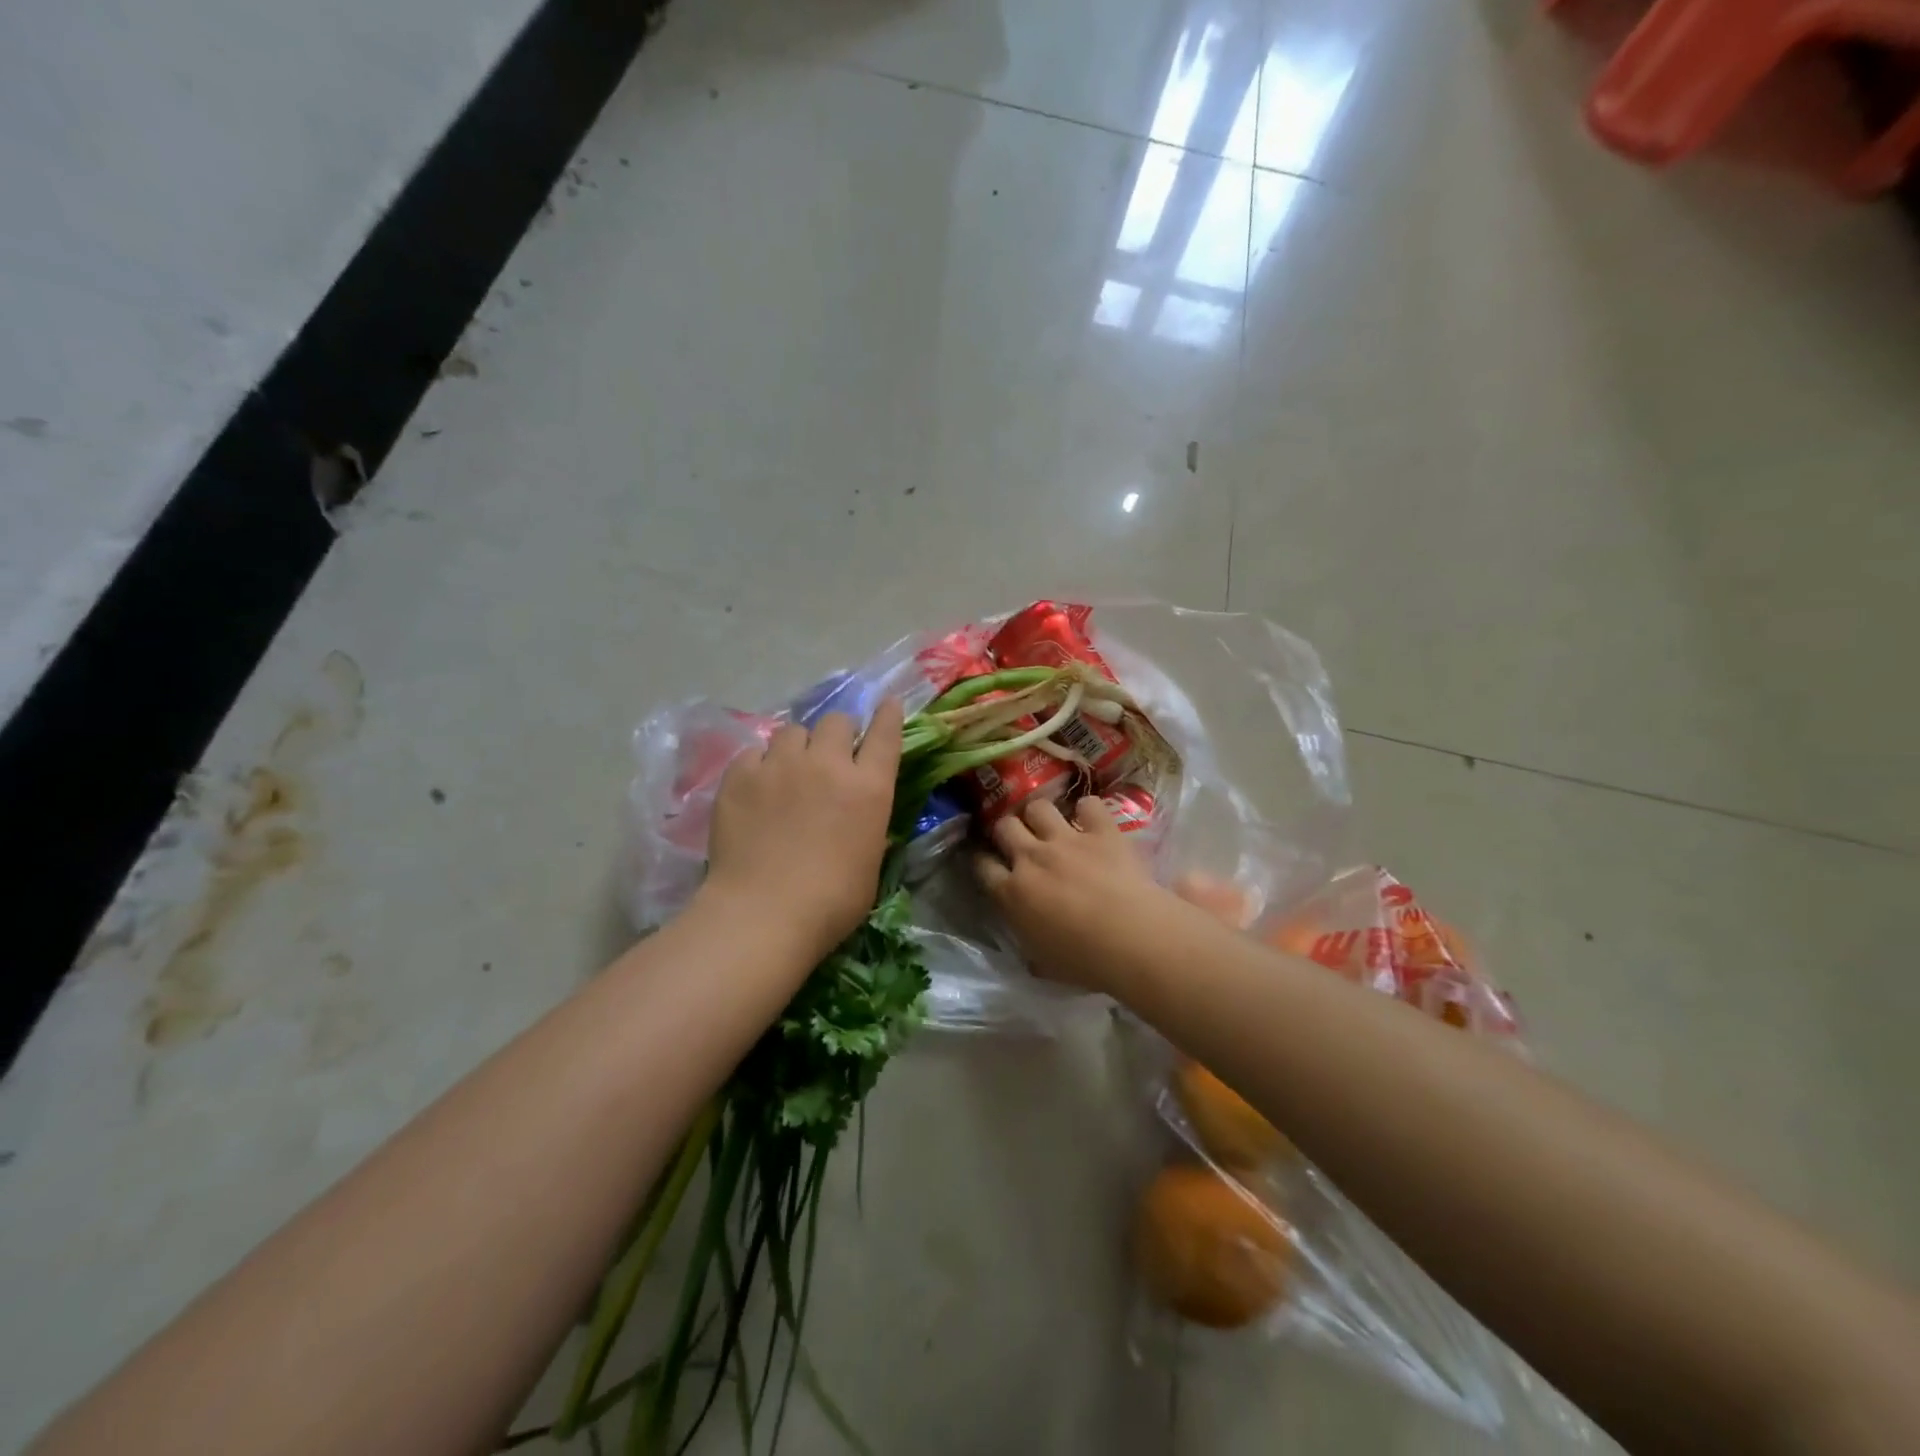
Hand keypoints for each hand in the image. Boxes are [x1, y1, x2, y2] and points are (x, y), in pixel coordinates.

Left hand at [703, 699, 902, 962]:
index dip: (887, 715)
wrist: (763, 913)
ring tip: (788, 770)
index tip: (886, 704)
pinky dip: (760, 764)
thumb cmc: (831, 902)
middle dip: (837, 734)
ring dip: (798, 746)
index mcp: (868, 787)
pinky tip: (756, 787)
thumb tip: (859, 814)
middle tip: (829, 757)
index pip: (885, 733)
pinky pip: (754, 752)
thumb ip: (867, 825)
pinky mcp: (740, 775)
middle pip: (836, 721)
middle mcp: (828, 764)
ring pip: (793, 730)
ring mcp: (780, 765)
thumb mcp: (869, 862)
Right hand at [974, 796, 1185, 992]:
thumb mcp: (1044, 964)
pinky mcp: (1101, 831)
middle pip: (1004, 826)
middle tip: (1019, 840)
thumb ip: (1028, 942)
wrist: (1132, 939)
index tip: (989, 862)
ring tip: (1050, 825)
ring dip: (1040, 815)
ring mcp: (1066, 840)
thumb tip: (1026, 940)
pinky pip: (1088, 805)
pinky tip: (1092, 821)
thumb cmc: (1086, 962)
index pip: (982, 865)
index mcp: (1012, 893)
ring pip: (1038, 807)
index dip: (982, 860)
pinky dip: (1088, 811)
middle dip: (1007, 829)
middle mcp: (1032, 858)